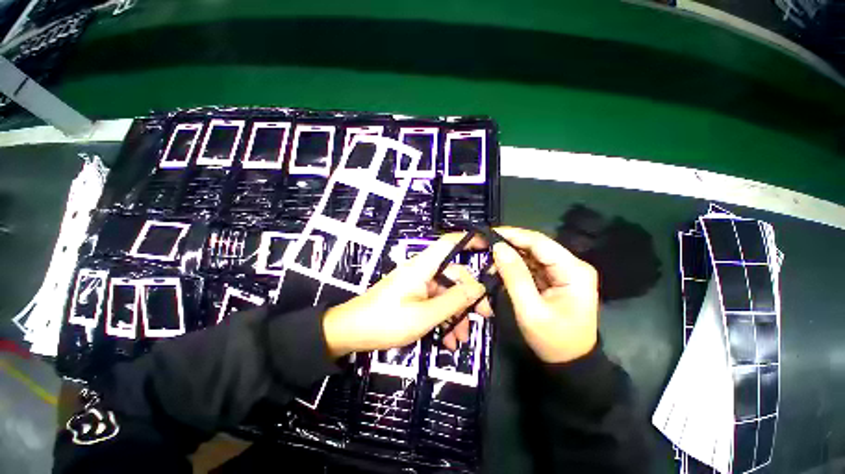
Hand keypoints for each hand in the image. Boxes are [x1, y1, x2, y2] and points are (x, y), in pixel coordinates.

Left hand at [322, 234, 492, 358]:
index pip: (450, 243)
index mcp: (423, 266)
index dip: (470, 240)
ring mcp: (417, 284)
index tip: (490, 246)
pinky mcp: (413, 296)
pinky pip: (434, 302)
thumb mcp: (425, 315)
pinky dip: (443, 318)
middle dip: (468, 297)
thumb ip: (454, 301)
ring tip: (459, 340)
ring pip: (445, 293)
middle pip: (453, 275)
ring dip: (456, 314)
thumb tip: (479, 288)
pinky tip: (447, 340)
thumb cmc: (387, 321)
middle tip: (483, 318)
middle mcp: (422, 271)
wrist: (352, 332)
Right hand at [492, 227, 598, 363]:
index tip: (489, 233)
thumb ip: (514, 277)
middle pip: (536, 246)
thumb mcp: (530, 310)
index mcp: (573, 271)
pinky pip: (532, 265)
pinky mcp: (555, 278)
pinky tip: (501, 267)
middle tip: (485, 245)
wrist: (570, 364)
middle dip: (510, 244)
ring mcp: (564, 272)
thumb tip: (499, 248)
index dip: (513, 235)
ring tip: (490, 258)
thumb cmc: (553, 340)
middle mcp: (572, 265)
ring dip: (511, 255)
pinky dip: (515, 265)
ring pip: (532, 254)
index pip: (540, 242)